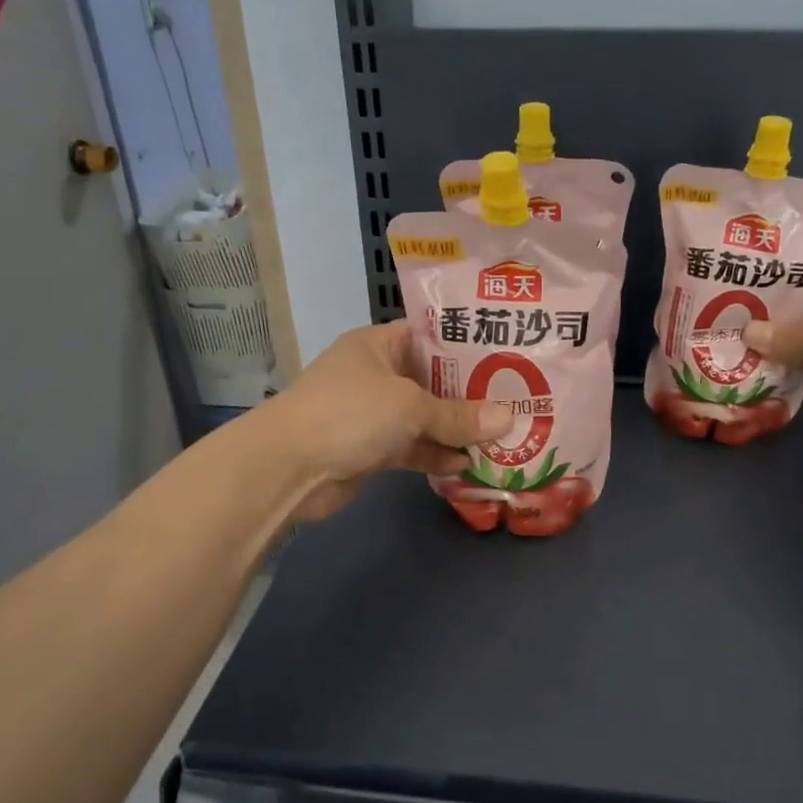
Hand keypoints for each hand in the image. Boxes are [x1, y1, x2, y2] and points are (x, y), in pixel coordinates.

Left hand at [261, 321, 508, 520]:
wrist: (288, 467)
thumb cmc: (350, 413)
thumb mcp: (411, 406)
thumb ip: (459, 415)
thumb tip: (509, 419)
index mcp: (377, 344)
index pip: (428, 335)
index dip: (464, 344)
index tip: (505, 352)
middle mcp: (374, 374)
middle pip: (430, 379)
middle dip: (468, 393)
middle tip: (514, 397)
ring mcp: (370, 413)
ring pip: (422, 417)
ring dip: (454, 429)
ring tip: (500, 435)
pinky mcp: (369, 449)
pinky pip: (411, 447)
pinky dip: (434, 454)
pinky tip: (467, 464)